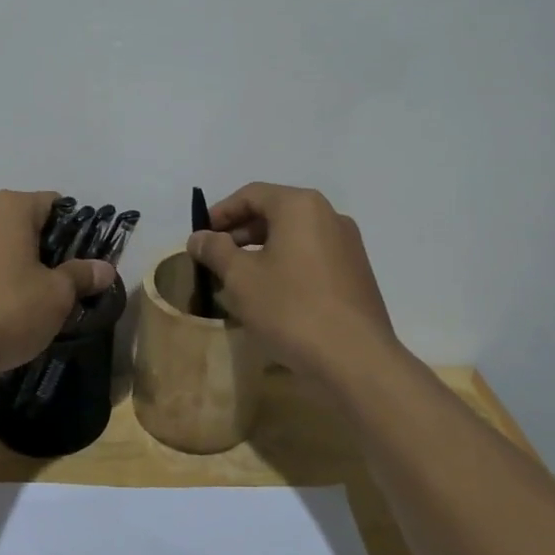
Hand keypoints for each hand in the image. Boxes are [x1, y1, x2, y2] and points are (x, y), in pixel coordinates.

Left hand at [0, 191, 115, 377]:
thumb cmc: (7, 310)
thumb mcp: (57, 295)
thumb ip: (81, 275)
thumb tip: (105, 268)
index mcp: (9, 207)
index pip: (53, 204)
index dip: (74, 230)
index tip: (83, 260)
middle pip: (22, 223)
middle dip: (43, 249)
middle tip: (61, 284)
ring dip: (14, 264)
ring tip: (29, 301)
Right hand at [188, 182, 397, 377]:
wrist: (356, 360)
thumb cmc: (291, 309)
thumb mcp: (241, 278)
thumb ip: (215, 250)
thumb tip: (198, 237)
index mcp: (300, 206)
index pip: (251, 195)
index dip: (220, 212)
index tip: (200, 237)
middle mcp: (329, 215)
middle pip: (275, 213)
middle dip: (240, 233)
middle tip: (215, 259)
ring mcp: (347, 245)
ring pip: (293, 237)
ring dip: (262, 252)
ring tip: (238, 279)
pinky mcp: (356, 274)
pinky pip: (311, 257)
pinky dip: (286, 266)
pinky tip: (270, 295)